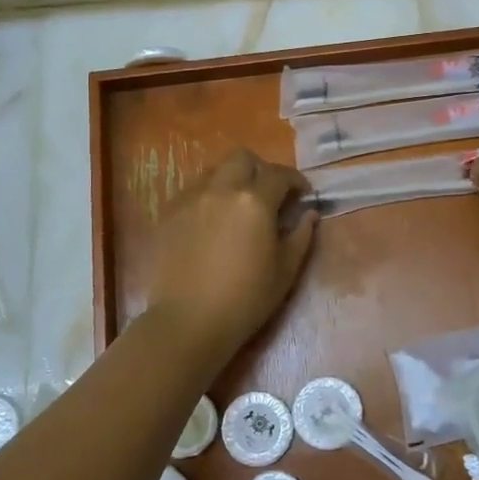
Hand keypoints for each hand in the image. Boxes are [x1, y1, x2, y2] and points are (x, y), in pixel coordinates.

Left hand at [143, 148, 317, 359]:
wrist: (188, 321)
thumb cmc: (246, 299)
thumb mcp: (286, 270)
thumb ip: (301, 235)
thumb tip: (309, 214)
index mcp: (254, 201)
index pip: (279, 174)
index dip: (295, 181)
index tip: (302, 195)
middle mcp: (221, 189)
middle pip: (243, 158)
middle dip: (261, 169)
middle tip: (269, 194)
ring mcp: (191, 198)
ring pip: (215, 170)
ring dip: (232, 179)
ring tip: (238, 205)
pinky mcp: (169, 213)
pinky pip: (193, 190)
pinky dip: (208, 195)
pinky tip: (212, 220)